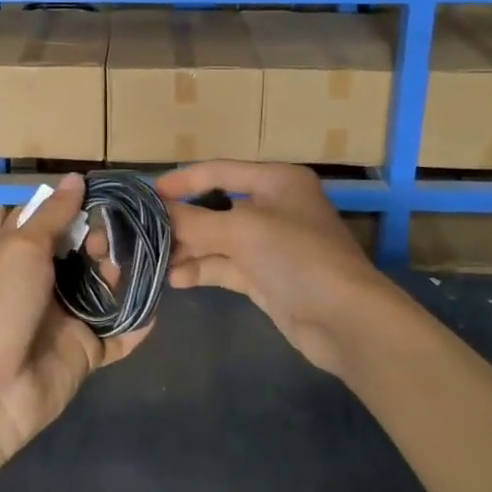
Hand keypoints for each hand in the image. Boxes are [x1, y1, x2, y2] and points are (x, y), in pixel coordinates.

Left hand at [0, 174, 151, 460]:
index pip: (52, 219)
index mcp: (21, 253)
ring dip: (124, 275)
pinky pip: (118, 333)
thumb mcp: (23, 248)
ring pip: (105, 288)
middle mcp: (45, 281)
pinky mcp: (86, 350)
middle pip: (84, 252)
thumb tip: (76, 177)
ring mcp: (67, 317)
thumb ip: (55, 215)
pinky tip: (157, 305)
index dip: (77, 204)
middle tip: (123, 234)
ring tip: (143, 262)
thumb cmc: (0, 304)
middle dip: (106, 240)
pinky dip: (137, 322)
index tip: (110, 191)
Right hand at [157, 162, 396, 375]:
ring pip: (218, 240)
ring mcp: (269, 245)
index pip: (220, 171)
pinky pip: (225, 267)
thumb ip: (195, 221)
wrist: (346, 321)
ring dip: (188, 249)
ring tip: (155, 261)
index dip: (184, 180)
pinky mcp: (265, 278)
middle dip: (183, 221)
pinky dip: (202, 269)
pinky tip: (176, 279)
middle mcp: (273, 207)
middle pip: (216, 208)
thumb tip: (156, 211)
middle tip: (145, 233)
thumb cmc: (298, 257)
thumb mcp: (243, 231)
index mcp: (276, 181)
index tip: (148, 193)